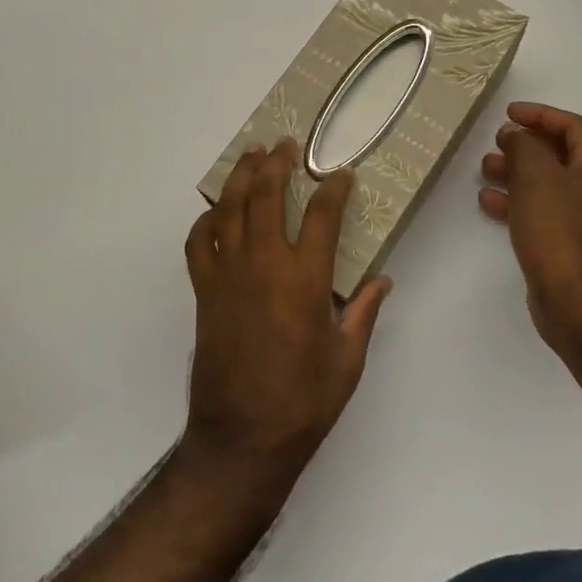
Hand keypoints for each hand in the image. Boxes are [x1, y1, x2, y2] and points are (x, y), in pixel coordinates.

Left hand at [180, 140, 389, 488]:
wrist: (242, 438)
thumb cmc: (303, 401)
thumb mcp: (347, 360)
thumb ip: (363, 313)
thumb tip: (382, 280)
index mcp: (305, 279)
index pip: (323, 216)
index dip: (334, 188)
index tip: (341, 173)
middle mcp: (264, 265)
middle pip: (267, 195)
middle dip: (278, 163)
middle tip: (286, 144)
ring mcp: (228, 274)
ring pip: (230, 208)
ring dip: (241, 176)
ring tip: (252, 154)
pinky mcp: (205, 290)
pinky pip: (199, 242)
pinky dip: (205, 220)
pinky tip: (216, 212)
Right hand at [479, 102, 581, 356]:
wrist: (578, 304)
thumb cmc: (559, 230)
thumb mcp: (536, 176)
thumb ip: (523, 146)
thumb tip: (516, 135)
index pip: (574, 126)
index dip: (541, 114)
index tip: (509, 113)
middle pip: (561, 154)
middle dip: (525, 144)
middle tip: (496, 142)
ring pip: (548, 184)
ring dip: (517, 172)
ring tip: (486, 169)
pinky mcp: (572, 245)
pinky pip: (543, 212)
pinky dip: (517, 202)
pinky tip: (489, 202)